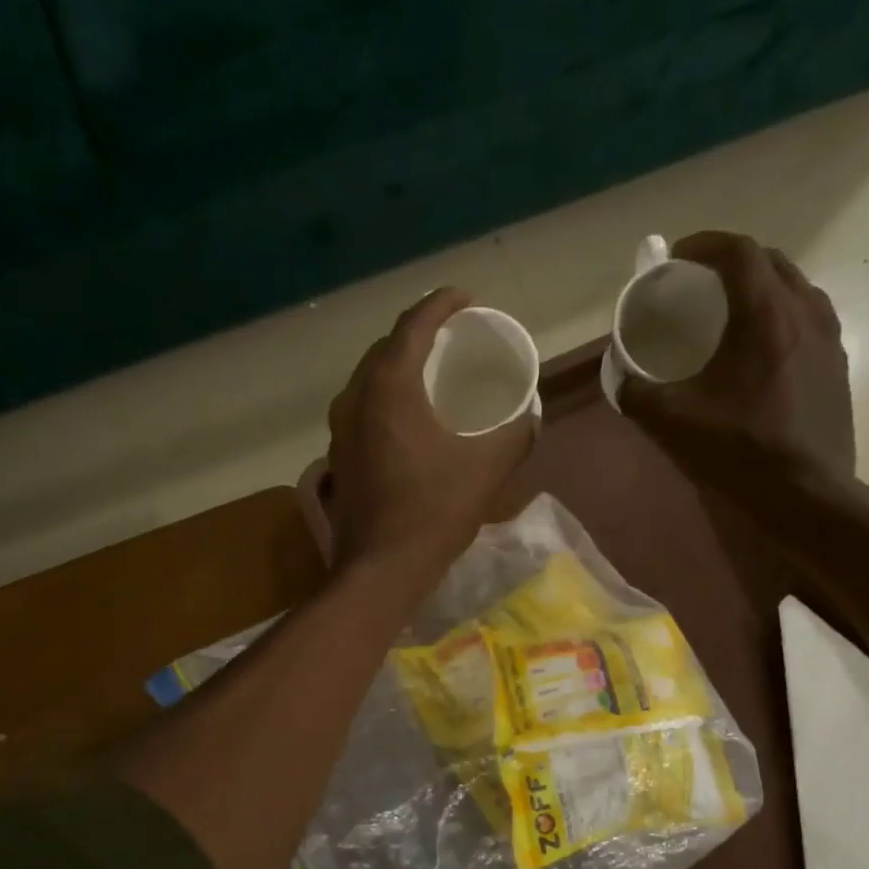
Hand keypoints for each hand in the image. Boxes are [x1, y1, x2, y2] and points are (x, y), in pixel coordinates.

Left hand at [328, 288, 535, 582]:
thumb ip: (515, 434)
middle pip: (387, 346)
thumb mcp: (488, 468)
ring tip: (432, 371)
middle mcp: (356, 397)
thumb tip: (530, 415)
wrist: (381, 568)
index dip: (442, 304)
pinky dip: (387, 396)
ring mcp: (340, 428)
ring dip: (400, 365)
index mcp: (389, 387)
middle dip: (420, 332)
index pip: (414, 324)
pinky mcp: (338, 454)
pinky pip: (363, 406)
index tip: (468, 299)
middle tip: (453, 337)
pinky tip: (409, 416)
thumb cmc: (434, 511)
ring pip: (370, 377)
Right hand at [623, 232, 854, 498]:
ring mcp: (828, 337)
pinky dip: (779, 314)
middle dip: (731, 262)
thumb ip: (637, 393)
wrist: (808, 493)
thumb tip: (619, 377)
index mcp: (765, 315)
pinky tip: (759, 349)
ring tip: (730, 312)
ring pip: (794, 288)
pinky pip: (807, 317)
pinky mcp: (836, 363)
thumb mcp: (673, 422)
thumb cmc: (741, 450)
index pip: (739, 251)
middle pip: (770, 262)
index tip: (676, 257)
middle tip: (700, 284)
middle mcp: (804, 311)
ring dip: (760, 287)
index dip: (705, 245)